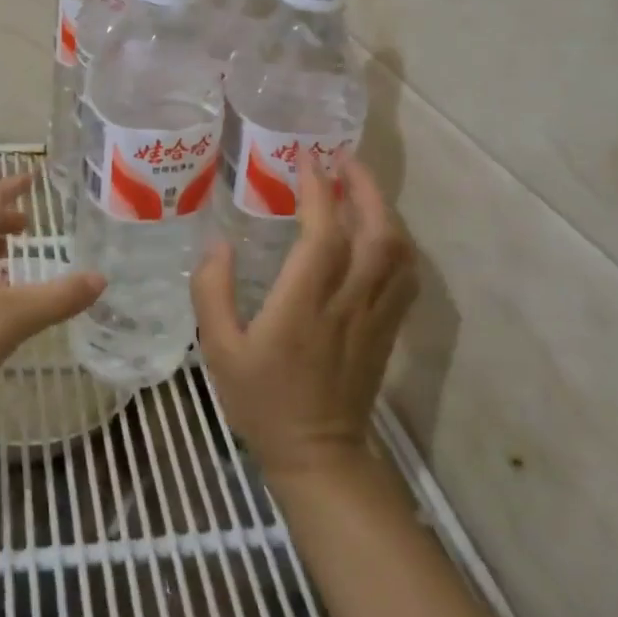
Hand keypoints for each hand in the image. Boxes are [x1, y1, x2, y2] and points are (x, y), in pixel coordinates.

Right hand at [192, 154, 417, 482]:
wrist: (318, 457)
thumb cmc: (262, 400)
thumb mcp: (218, 349)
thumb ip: (212, 292)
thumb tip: (218, 243)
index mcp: (303, 307)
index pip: (324, 237)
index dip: (319, 193)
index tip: (306, 161)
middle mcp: (347, 305)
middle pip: (377, 236)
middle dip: (365, 189)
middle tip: (343, 159)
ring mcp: (374, 318)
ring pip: (398, 254)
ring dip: (384, 211)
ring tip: (359, 186)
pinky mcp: (388, 330)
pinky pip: (405, 278)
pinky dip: (397, 243)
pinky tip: (378, 230)